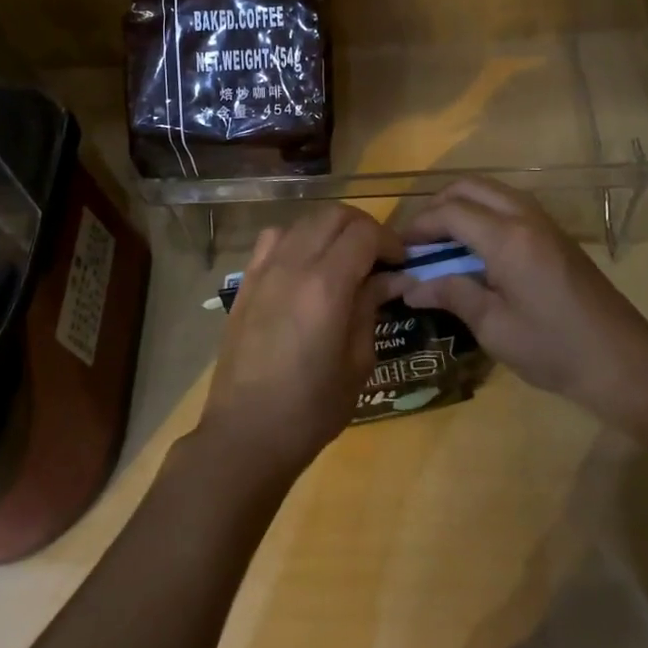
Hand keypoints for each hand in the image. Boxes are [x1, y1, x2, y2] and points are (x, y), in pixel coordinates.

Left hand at [197, 205, 402, 478]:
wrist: (246, 432)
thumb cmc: (311, 407)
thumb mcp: (358, 362)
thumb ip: (371, 307)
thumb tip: (391, 278)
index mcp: (326, 285)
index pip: (364, 233)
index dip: (389, 241)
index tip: (401, 263)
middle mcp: (293, 264)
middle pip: (334, 215)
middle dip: (364, 227)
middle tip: (379, 256)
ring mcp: (264, 268)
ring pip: (304, 220)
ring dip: (331, 229)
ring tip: (345, 258)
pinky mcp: (246, 280)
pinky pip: (274, 238)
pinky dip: (298, 237)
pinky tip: (305, 265)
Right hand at [394, 178, 647, 431]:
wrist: (625, 363)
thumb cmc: (554, 349)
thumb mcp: (494, 328)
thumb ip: (451, 295)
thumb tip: (411, 287)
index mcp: (508, 238)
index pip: (450, 211)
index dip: (419, 226)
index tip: (399, 249)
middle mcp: (525, 217)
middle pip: (469, 187)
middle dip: (437, 206)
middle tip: (419, 240)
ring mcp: (545, 222)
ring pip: (491, 191)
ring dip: (462, 206)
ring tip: (443, 243)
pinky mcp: (556, 234)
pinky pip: (509, 204)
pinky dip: (483, 213)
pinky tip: (476, 249)